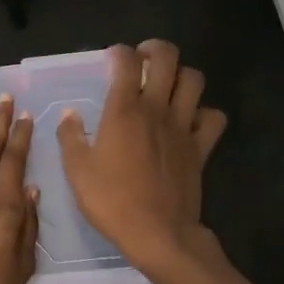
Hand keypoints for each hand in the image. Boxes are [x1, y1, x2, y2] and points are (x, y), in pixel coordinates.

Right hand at [58, 40, 226, 279]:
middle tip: (143, 62)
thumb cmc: (111, 201)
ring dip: (181, 75)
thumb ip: (70, 136)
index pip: (126, 61)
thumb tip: (69, 114)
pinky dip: (204, 112)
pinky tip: (190, 120)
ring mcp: (184, 127)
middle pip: (167, 58)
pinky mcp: (201, 147)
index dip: (118, 52)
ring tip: (167, 86)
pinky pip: (213, 117)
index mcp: (124, 110)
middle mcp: (157, 109)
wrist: (158, 233)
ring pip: (194, 80)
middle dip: (155, 49)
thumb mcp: (77, 170)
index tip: (110, 60)